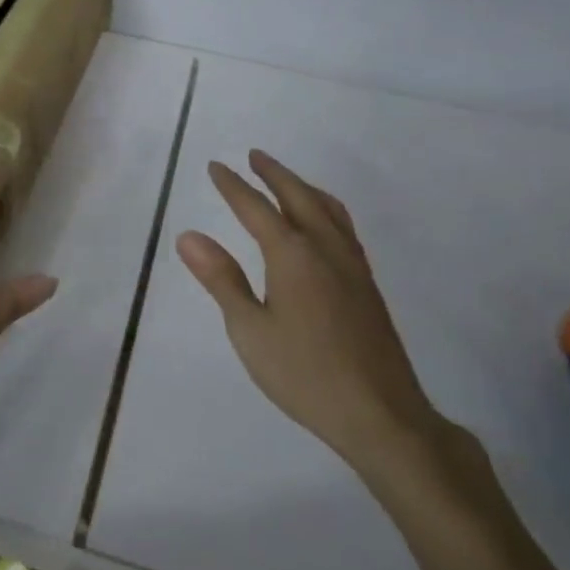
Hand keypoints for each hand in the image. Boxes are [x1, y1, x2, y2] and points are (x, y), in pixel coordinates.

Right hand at [176, 149, 451, 479]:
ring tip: (287, 180)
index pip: (256, 208)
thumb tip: (189, 236)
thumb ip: (221, 279)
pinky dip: (325, 209)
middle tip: (254, 155)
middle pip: (298, 196)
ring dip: (303, 187)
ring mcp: (352, 265)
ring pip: (327, 209)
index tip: (215, 166)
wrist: (380, 414)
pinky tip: (322, 227)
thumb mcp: (249, 329)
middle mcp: (325, 248)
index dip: (233, 186)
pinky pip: (343, 227)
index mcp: (293, 255)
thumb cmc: (304, 374)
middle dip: (274, 173)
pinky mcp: (367, 285)